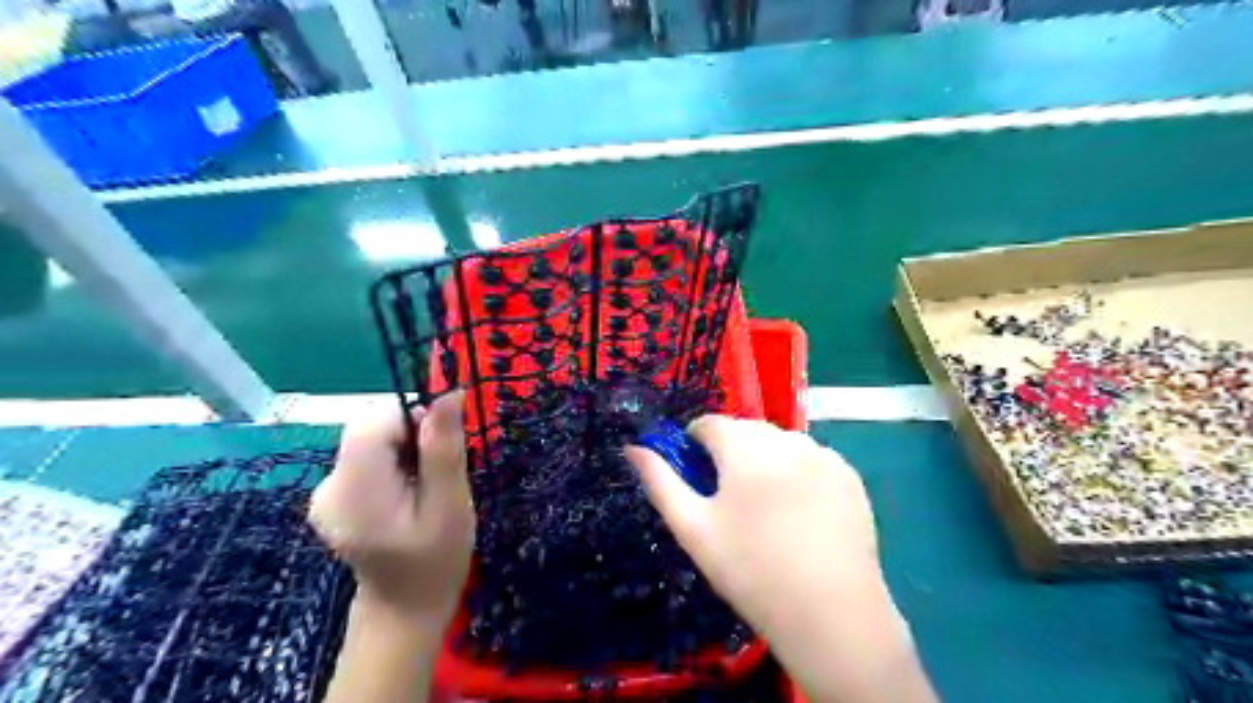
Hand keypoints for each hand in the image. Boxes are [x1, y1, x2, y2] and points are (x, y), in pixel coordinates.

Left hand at [307, 390, 474, 624]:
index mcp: (354, 490)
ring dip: (404, 449)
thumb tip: (449, 393)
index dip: (412, 420)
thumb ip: (444, 448)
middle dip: (410, 437)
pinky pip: (367, 456)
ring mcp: (325, 491)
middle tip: (437, 474)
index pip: (373, 421)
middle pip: (370, 427)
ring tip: (424, 488)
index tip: (440, 449)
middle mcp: (328, 485)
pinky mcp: (333, 495)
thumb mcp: (450, 504)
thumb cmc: (436, 560)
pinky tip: (407, 493)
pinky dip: (393, 462)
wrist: (405, 609)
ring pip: (370, 438)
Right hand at [632, 418, 932, 702]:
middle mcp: (786, 440)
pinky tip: (799, 511)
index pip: (710, 423)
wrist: (830, 615)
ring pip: (780, 442)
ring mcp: (823, 455)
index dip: (695, 443)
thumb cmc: (750, 571)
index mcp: (745, 448)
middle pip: (746, 430)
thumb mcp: (693, 528)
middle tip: (730, 498)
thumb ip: (660, 481)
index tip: (696, 474)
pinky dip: (798, 471)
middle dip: (731, 452)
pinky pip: (811, 458)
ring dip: (765, 459)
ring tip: (766, 507)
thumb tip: (633, 448)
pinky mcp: (849, 475)